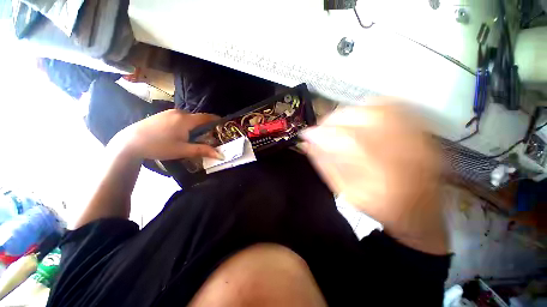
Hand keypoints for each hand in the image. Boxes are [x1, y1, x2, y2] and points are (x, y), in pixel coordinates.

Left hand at [112, 110, 223, 160]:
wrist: (129, 142)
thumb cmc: (159, 146)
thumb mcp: (183, 150)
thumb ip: (203, 150)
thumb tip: (220, 155)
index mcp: (186, 119)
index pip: (207, 117)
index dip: (217, 120)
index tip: (223, 125)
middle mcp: (179, 112)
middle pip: (198, 117)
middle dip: (205, 125)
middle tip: (210, 136)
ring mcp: (169, 112)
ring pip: (188, 118)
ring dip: (195, 125)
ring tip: (196, 136)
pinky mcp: (162, 115)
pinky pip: (179, 118)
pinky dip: (185, 124)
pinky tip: (180, 133)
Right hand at [301, 102, 446, 253]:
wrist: (418, 210)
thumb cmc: (378, 207)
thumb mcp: (345, 191)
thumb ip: (324, 164)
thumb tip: (307, 144)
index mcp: (379, 172)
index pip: (342, 140)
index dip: (319, 134)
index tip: (306, 134)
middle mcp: (400, 149)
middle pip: (359, 119)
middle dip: (332, 121)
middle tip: (321, 129)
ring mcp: (414, 136)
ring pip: (375, 108)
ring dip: (349, 113)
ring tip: (337, 124)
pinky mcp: (419, 130)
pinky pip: (393, 106)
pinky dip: (370, 107)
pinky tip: (360, 117)